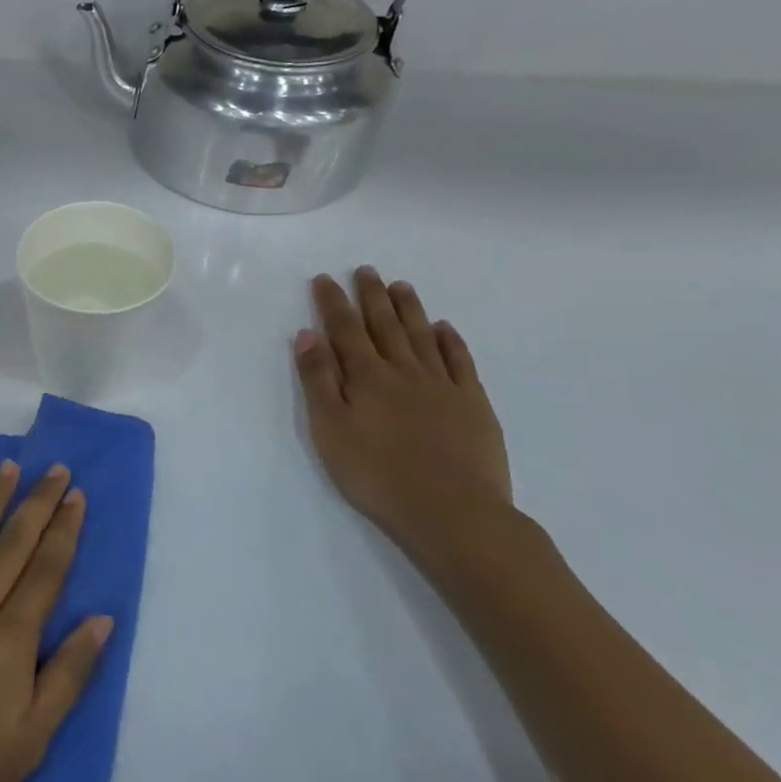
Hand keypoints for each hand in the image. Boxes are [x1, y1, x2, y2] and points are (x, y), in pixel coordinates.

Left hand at [0, 462, 112, 781]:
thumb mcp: (29, 743)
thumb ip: (68, 676)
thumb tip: (101, 619)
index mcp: (10, 640)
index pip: (46, 571)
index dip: (64, 530)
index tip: (75, 495)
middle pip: (12, 544)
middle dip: (36, 503)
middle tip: (53, 467)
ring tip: (9, 468)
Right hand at [294, 268, 522, 571]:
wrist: (452, 511)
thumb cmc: (376, 473)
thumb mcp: (330, 428)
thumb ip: (318, 380)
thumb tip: (308, 335)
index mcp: (365, 376)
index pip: (344, 329)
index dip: (333, 302)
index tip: (324, 279)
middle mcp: (403, 370)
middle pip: (384, 324)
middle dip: (371, 296)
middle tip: (366, 270)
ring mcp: (442, 385)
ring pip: (421, 335)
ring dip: (408, 309)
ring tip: (400, 286)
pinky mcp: (472, 404)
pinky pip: (459, 361)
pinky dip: (450, 340)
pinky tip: (444, 328)